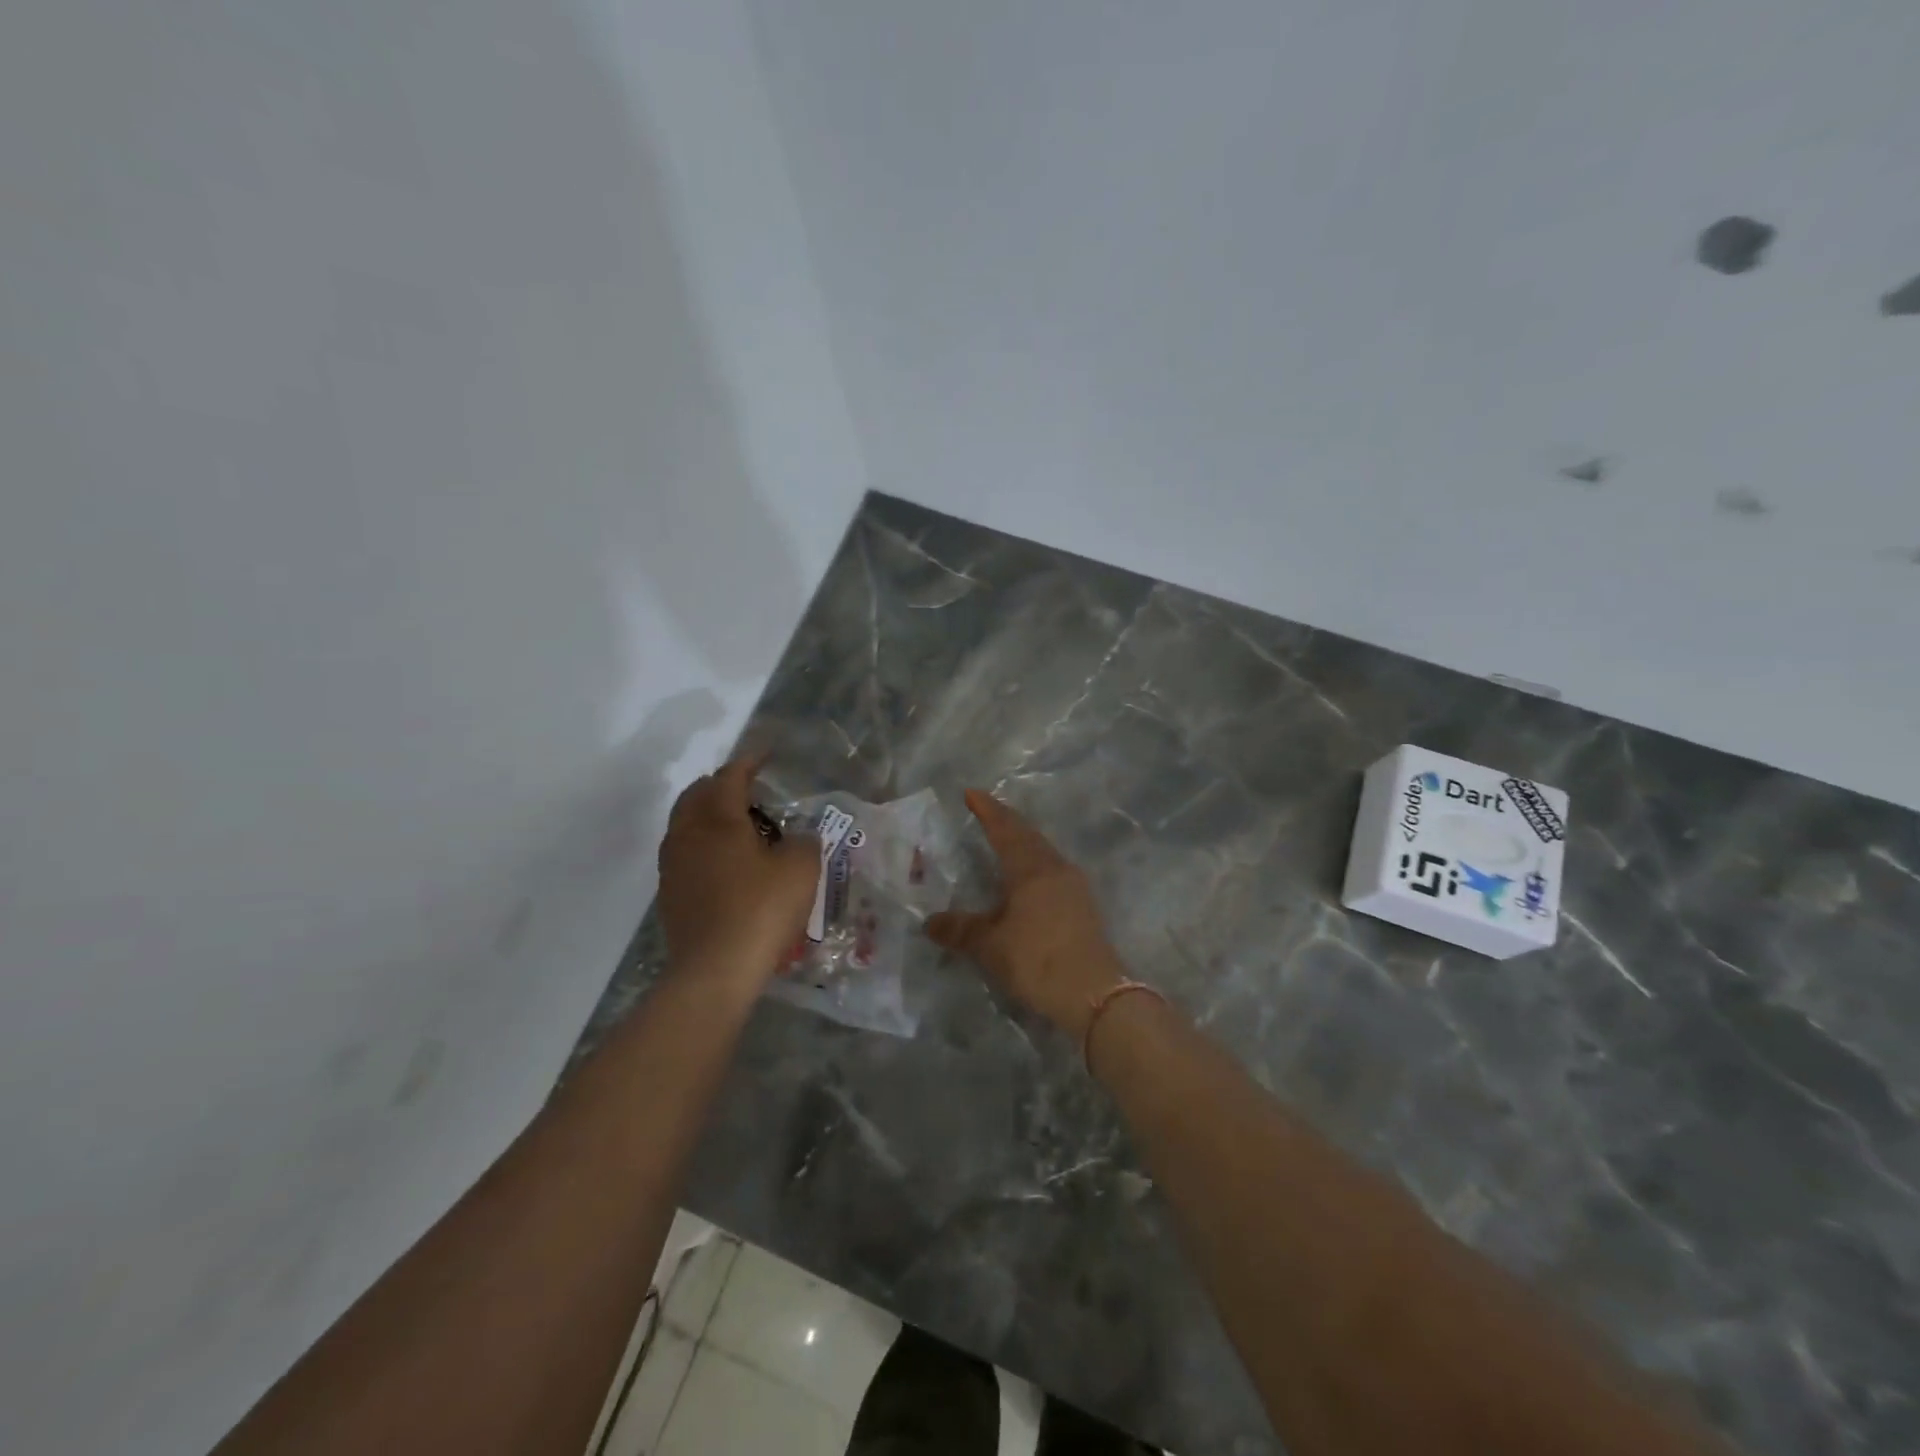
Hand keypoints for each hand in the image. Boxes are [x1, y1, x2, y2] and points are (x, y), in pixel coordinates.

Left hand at [657, 757, 819, 988]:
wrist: (715, 969)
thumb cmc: (761, 909)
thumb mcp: (801, 869)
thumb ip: (803, 841)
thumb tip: (796, 838)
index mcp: (718, 818)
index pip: (731, 776)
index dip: (750, 761)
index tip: (766, 754)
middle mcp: (687, 833)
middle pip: (698, 794)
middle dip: (722, 784)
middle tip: (750, 788)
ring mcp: (673, 864)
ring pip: (685, 823)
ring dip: (709, 813)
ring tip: (738, 823)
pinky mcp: (669, 893)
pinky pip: (684, 851)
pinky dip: (703, 842)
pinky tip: (724, 861)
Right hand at [926, 789, 1125, 1038]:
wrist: (1095, 994)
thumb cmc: (1038, 961)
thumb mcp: (991, 946)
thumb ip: (960, 930)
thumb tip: (930, 922)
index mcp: (1031, 869)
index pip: (1005, 829)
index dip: (987, 810)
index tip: (971, 793)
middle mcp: (1055, 868)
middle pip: (1028, 835)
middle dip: (1006, 821)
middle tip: (985, 810)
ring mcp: (1074, 886)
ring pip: (1043, 851)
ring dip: (1022, 841)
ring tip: (1004, 839)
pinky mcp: (1083, 906)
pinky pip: (1052, 869)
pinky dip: (1034, 862)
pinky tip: (1028, 876)